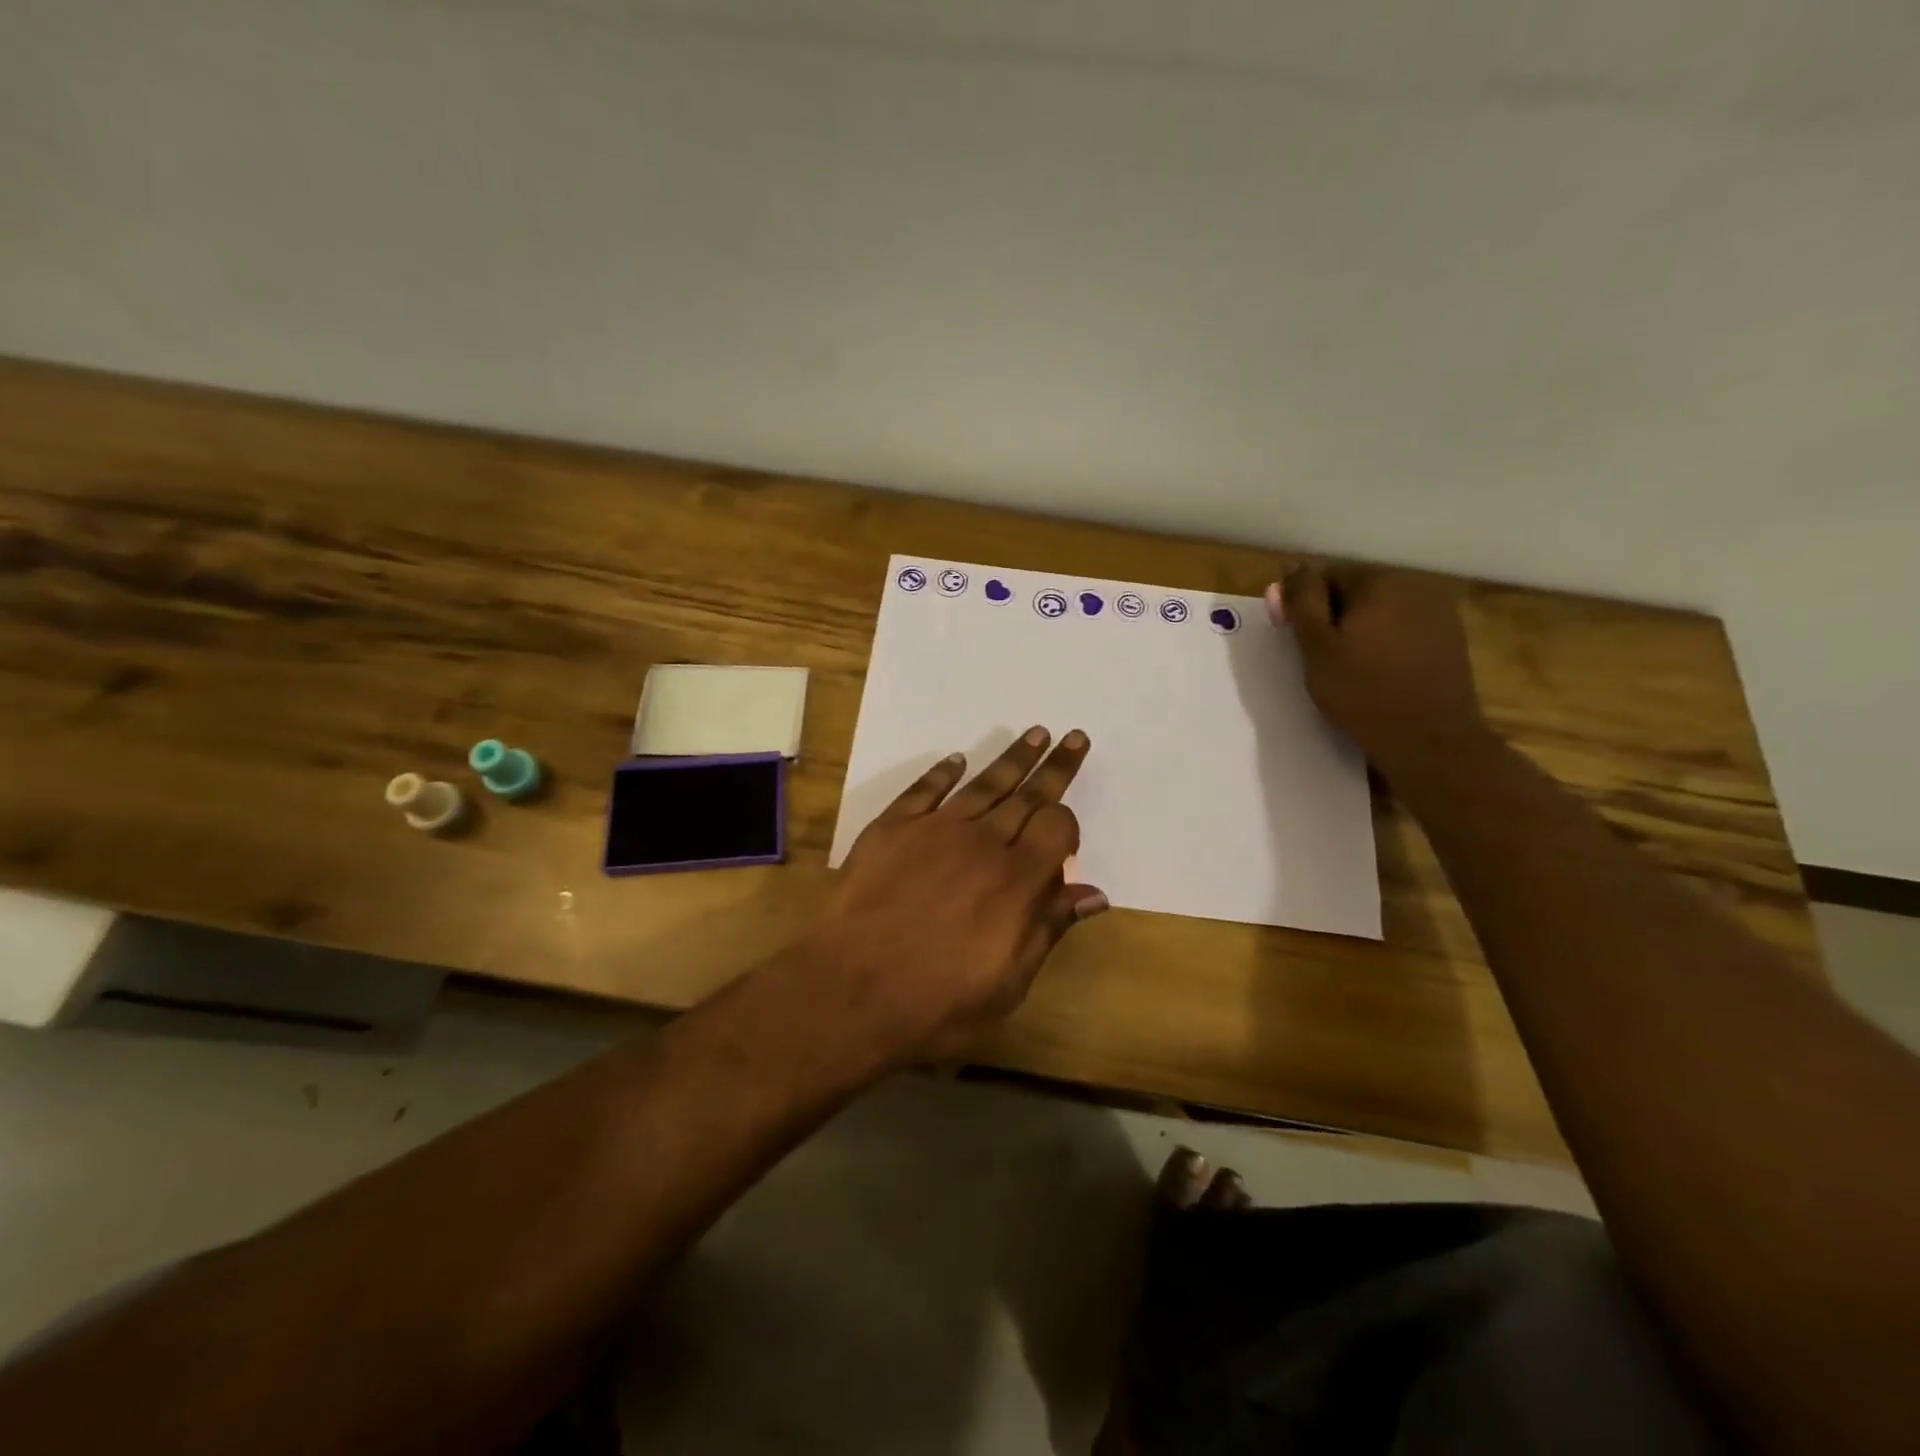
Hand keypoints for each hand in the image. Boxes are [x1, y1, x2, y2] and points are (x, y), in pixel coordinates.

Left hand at [802, 727, 1107, 1062]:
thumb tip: (1095, 894)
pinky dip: (943, 773)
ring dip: (1011, 759)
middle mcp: (981, 842)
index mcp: (1016, 880)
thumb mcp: (1008, 983)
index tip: (1066, 831)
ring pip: (982, 784)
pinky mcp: (891, 829)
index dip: (1067, 822)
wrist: (850, 991)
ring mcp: (933, 830)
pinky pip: (923, 790)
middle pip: (1026, 795)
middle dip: (1054, 766)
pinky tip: (957, 760)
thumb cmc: (937, 1002)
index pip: (1056, 827)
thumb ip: (1048, 928)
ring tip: (1033, 734)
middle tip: (1072, 737)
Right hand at [1268, 563, 1490, 771]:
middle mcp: (1413, 584)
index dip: (1304, 606)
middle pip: (1356, 590)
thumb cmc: (1363, 693)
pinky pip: (1403, 628)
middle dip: (1334, 616)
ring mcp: (1438, 610)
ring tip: (1349, 668)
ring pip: (1380, 610)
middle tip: (1320, 659)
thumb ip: (1301, 604)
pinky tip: (1379, 672)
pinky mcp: (1449, 637)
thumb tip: (1289, 569)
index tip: (1297, 641)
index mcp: (1378, 581)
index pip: (1326, 576)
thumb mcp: (1317, 648)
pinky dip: (1385, 642)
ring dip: (1359, 629)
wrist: (1430, 739)